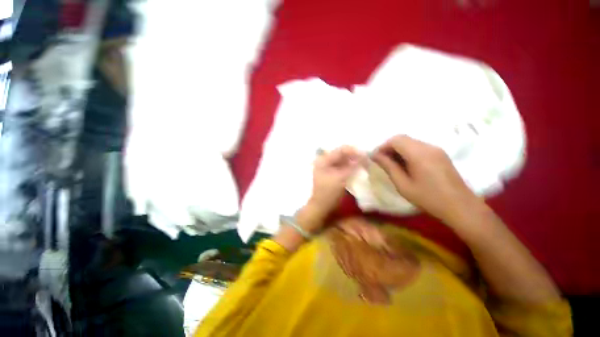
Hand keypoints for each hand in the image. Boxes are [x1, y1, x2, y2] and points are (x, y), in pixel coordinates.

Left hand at [274, 146, 365, 250]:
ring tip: (364, 164)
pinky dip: (350, 167)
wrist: (321, 206)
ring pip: (343, 160)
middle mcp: (325, 161)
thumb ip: (352, 166)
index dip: (354, 151)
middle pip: (342, 154)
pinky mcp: (331, 173)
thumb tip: (364, 156)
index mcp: (324, 160)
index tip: (366, 155)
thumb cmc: (329, 192)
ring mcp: (327, 167)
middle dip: (354, 156)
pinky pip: (342, 166)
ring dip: (353, 161)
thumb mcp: (341, 178)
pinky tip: (357, 169)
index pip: (341, 150)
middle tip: (366, 160)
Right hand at [372, 135, 479, 224]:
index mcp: (418, 154)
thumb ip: (388, 167)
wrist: (460, 206)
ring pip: (410, 142)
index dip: (382, 146)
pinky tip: (406, 165)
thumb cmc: (428, 198)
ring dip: (398, 150)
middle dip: (389, 147)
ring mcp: (436, 149)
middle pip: (403, 138)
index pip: (395, 140)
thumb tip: (375, 156)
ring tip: (393, 164)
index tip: (375, 158)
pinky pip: (418, 147)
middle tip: (382, 161)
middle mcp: (428, 147)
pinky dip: (407, 152)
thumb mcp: (403, 185)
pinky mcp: (440, 154)